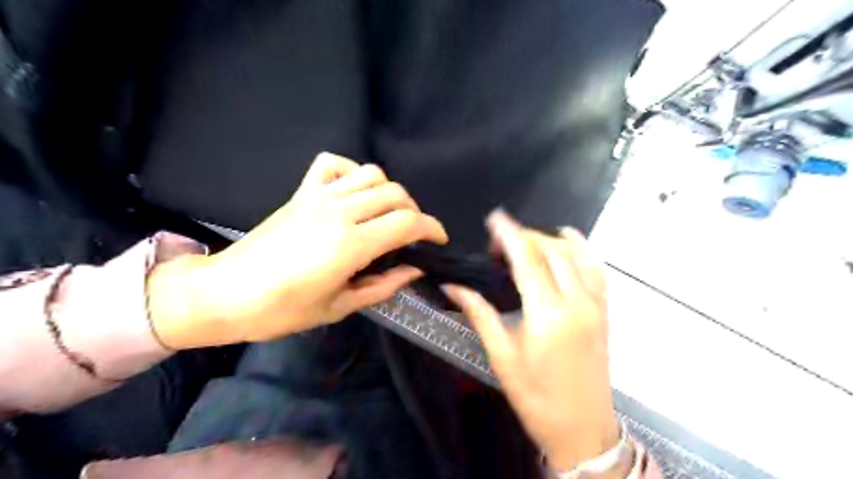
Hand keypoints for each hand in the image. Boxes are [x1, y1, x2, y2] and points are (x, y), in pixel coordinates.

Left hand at [149, 153, 448, 347]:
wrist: (225, 293)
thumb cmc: (281, 310)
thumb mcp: (339, 307)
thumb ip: (383, 285)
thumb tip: (414, 269)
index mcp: (350, 244)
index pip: (407, 224)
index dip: (432, 229)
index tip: (438, 241)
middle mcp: (339, 212)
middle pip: (395, 194)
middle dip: (415, 213)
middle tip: (412, 236)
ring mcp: (318, 196)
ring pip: (372, 174)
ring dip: (389, 192)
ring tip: (386, 215)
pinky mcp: (302, 192)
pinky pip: (333, 163)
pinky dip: (352, 171)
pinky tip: (353, 193)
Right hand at [443, 210, 616, 470]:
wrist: (584, 431)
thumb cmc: (536, 399)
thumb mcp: (502, 358)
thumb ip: (480, 315)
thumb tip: (453, 287)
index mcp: (547, 315)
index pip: (527, 259)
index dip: (510, 234)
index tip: (495, 218)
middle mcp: (575, 303)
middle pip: (552, 250)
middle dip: (526, 235)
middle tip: (501, 242)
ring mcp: (595, 306)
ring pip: (577, 254)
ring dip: (551, 239)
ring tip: (529, 241)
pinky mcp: (604, 312)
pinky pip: (597, 269)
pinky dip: (582, 249)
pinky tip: (568, 243)